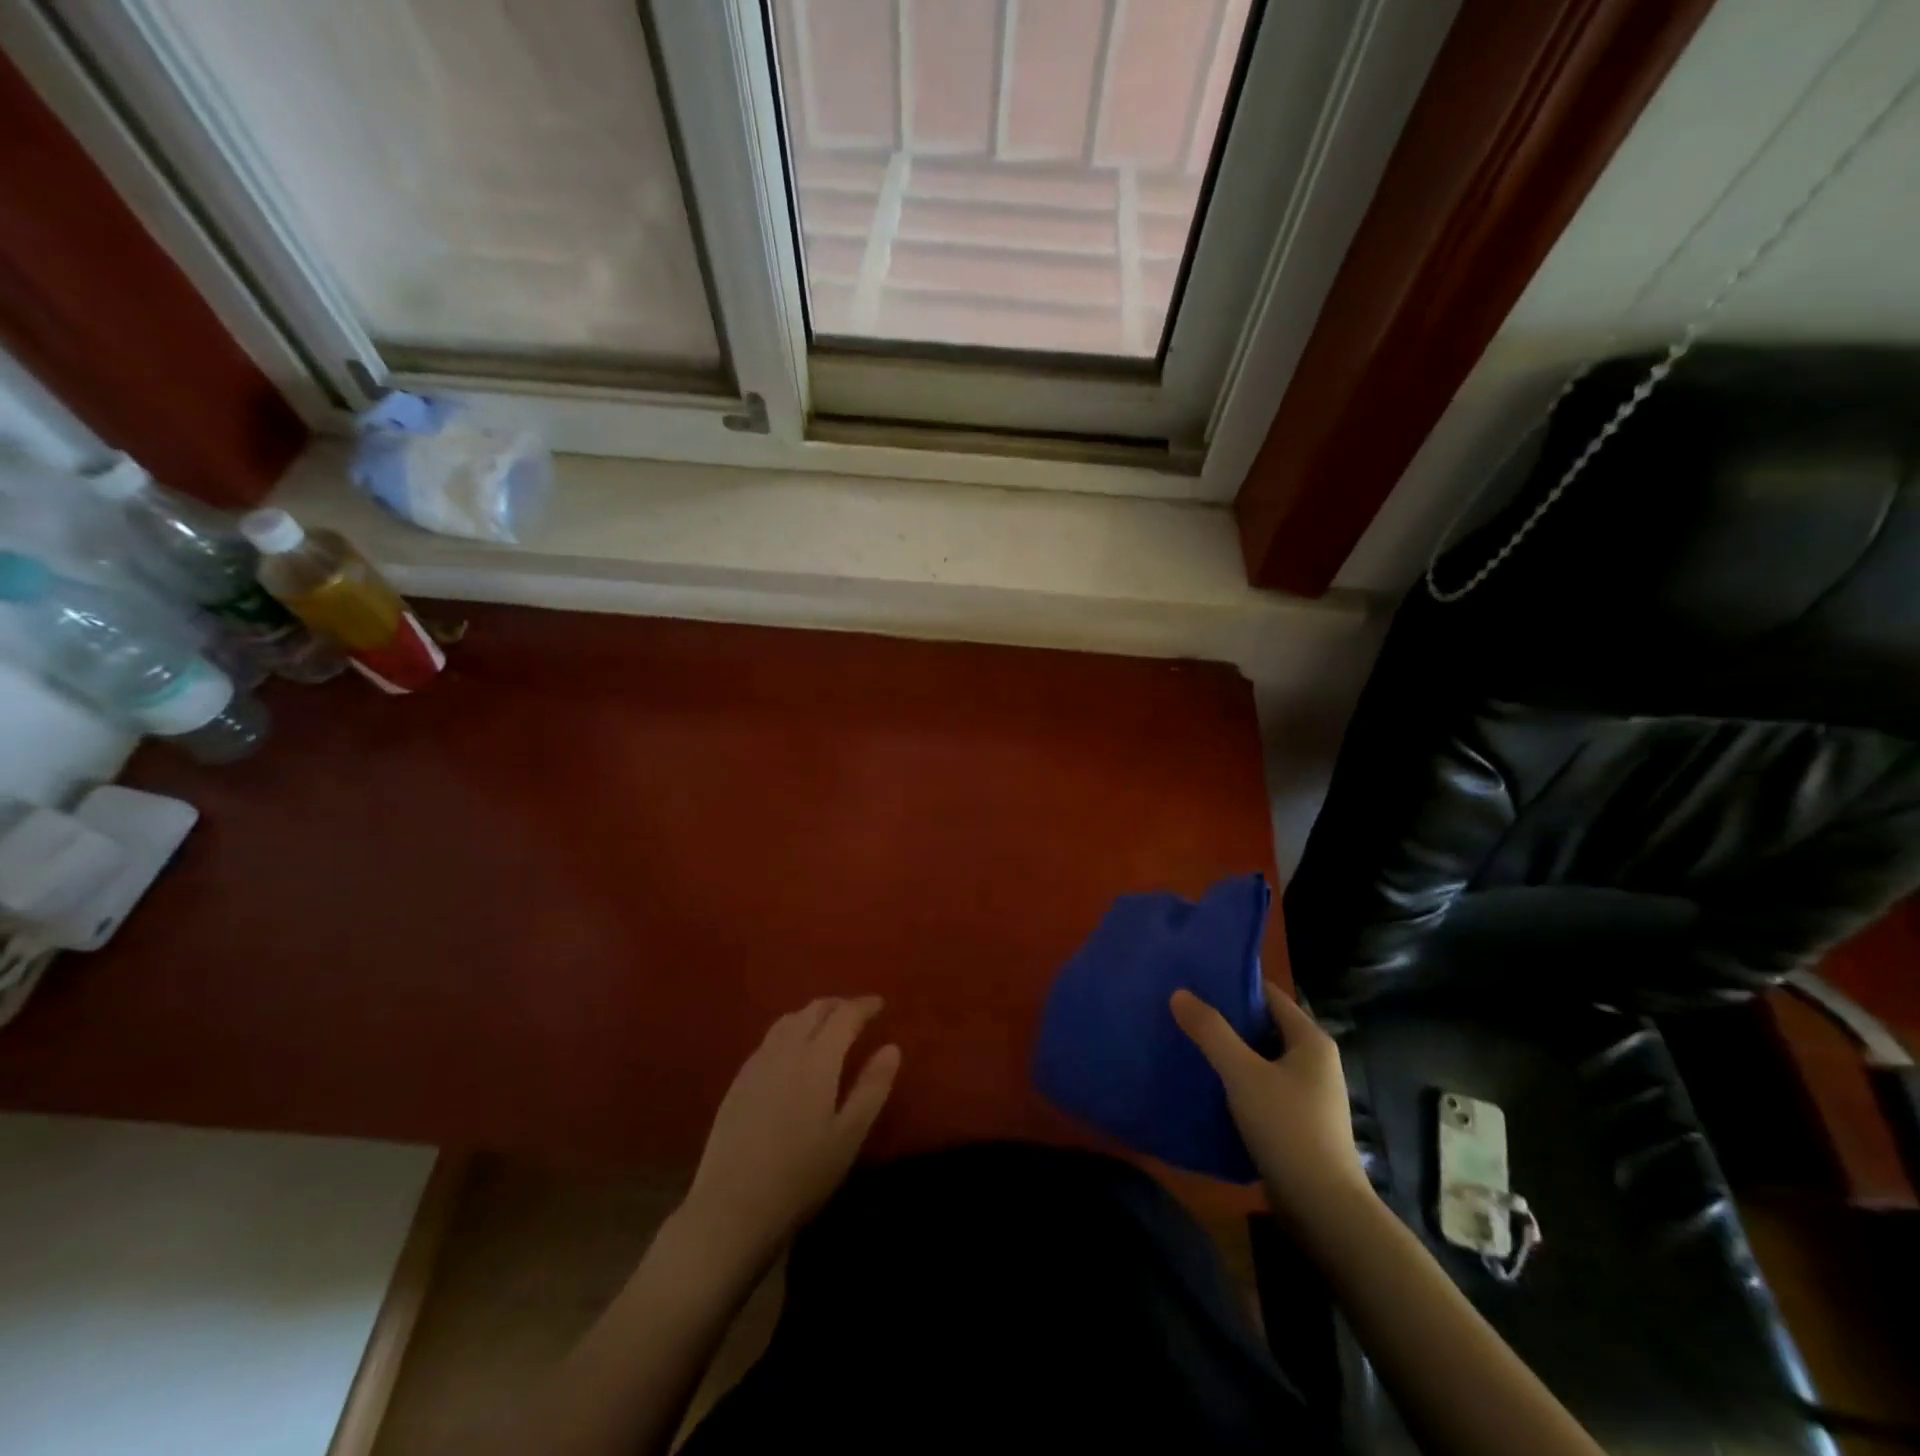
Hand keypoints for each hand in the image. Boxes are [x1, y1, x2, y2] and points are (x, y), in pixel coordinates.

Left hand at [683, 997, 900, 1264]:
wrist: (731, 1208)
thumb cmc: (801, 1175)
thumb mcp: (849, 1136)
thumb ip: (872, 1087)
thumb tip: (892, 1048)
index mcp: (817, 1058)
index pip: (844, 1015)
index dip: (863, 1005)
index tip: (880, 1004)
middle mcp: (785, 1049)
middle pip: (813, 1010)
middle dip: (838, 1006)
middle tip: (856, 1013)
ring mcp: (757, 1064)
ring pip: (788, 1021)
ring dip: (811, 1015)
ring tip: (826, 1027)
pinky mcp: (738, 1082)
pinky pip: (769, 1040)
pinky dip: (789, 1032)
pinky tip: (792, 1053)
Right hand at [1171, 982, 1369, 1217]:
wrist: (1324, 1211)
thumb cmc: (1288, 1129)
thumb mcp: (1242, 1074)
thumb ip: (1211, 1031)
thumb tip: (1179, 993)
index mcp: (1310, 1040)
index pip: (1268, 995)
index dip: (1232, 984)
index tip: (1193, 980)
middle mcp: (1314, 1061)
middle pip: (1262, 1026)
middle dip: (1224, 1019)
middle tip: (1181, 1009)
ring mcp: (1307, 1094)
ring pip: (1259, 1059)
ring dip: (1227, 1052)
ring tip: (1185, 1042)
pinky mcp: (1297, 1122)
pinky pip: (1260, 1087)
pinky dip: (1235, 1082)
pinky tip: (1204, 1084)